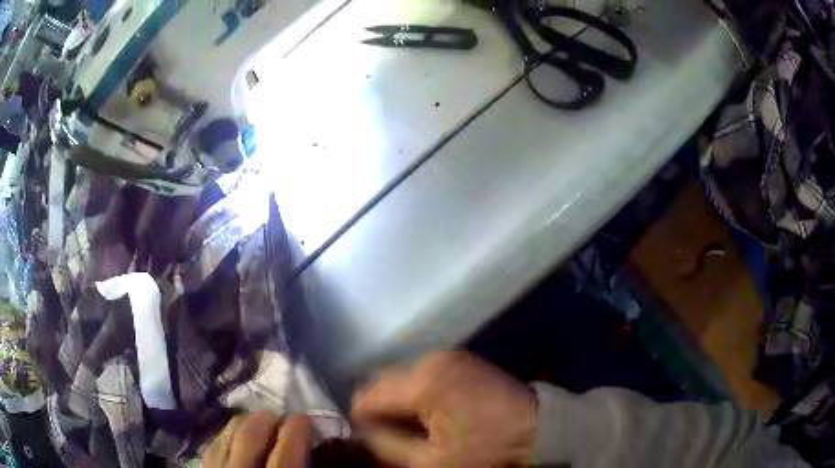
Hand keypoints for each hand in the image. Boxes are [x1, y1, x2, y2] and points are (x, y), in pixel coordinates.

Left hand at [203, 412, 311, 467]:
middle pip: (250, 436)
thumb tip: (320, 446)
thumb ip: (305, 466)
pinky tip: (237, 436)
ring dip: (246, 423)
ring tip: (259, 423)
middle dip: (267, 419)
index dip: (297, 430)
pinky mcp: (205, 466)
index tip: (305, 418)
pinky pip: (213, 443)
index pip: (285, 452)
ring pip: (228, 434)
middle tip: (280, 416)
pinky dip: (227, 434)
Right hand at [352, 351, 536, 466]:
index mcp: (424, 382)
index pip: (370, 394)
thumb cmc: (486, 449)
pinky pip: (427, 375)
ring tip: (412, 427)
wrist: (538, 428)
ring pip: (406, 379)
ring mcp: (451, 356)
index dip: (360, 417)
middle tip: (388, 435)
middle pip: (387, 383)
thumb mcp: (430, 460)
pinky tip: (430, 413)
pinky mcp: (464, 360)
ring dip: (402, 402)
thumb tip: (361, 435)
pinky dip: (421, 394)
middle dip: (382, 410)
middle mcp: (433, 360)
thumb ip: (387, 446)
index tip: (362, 436)